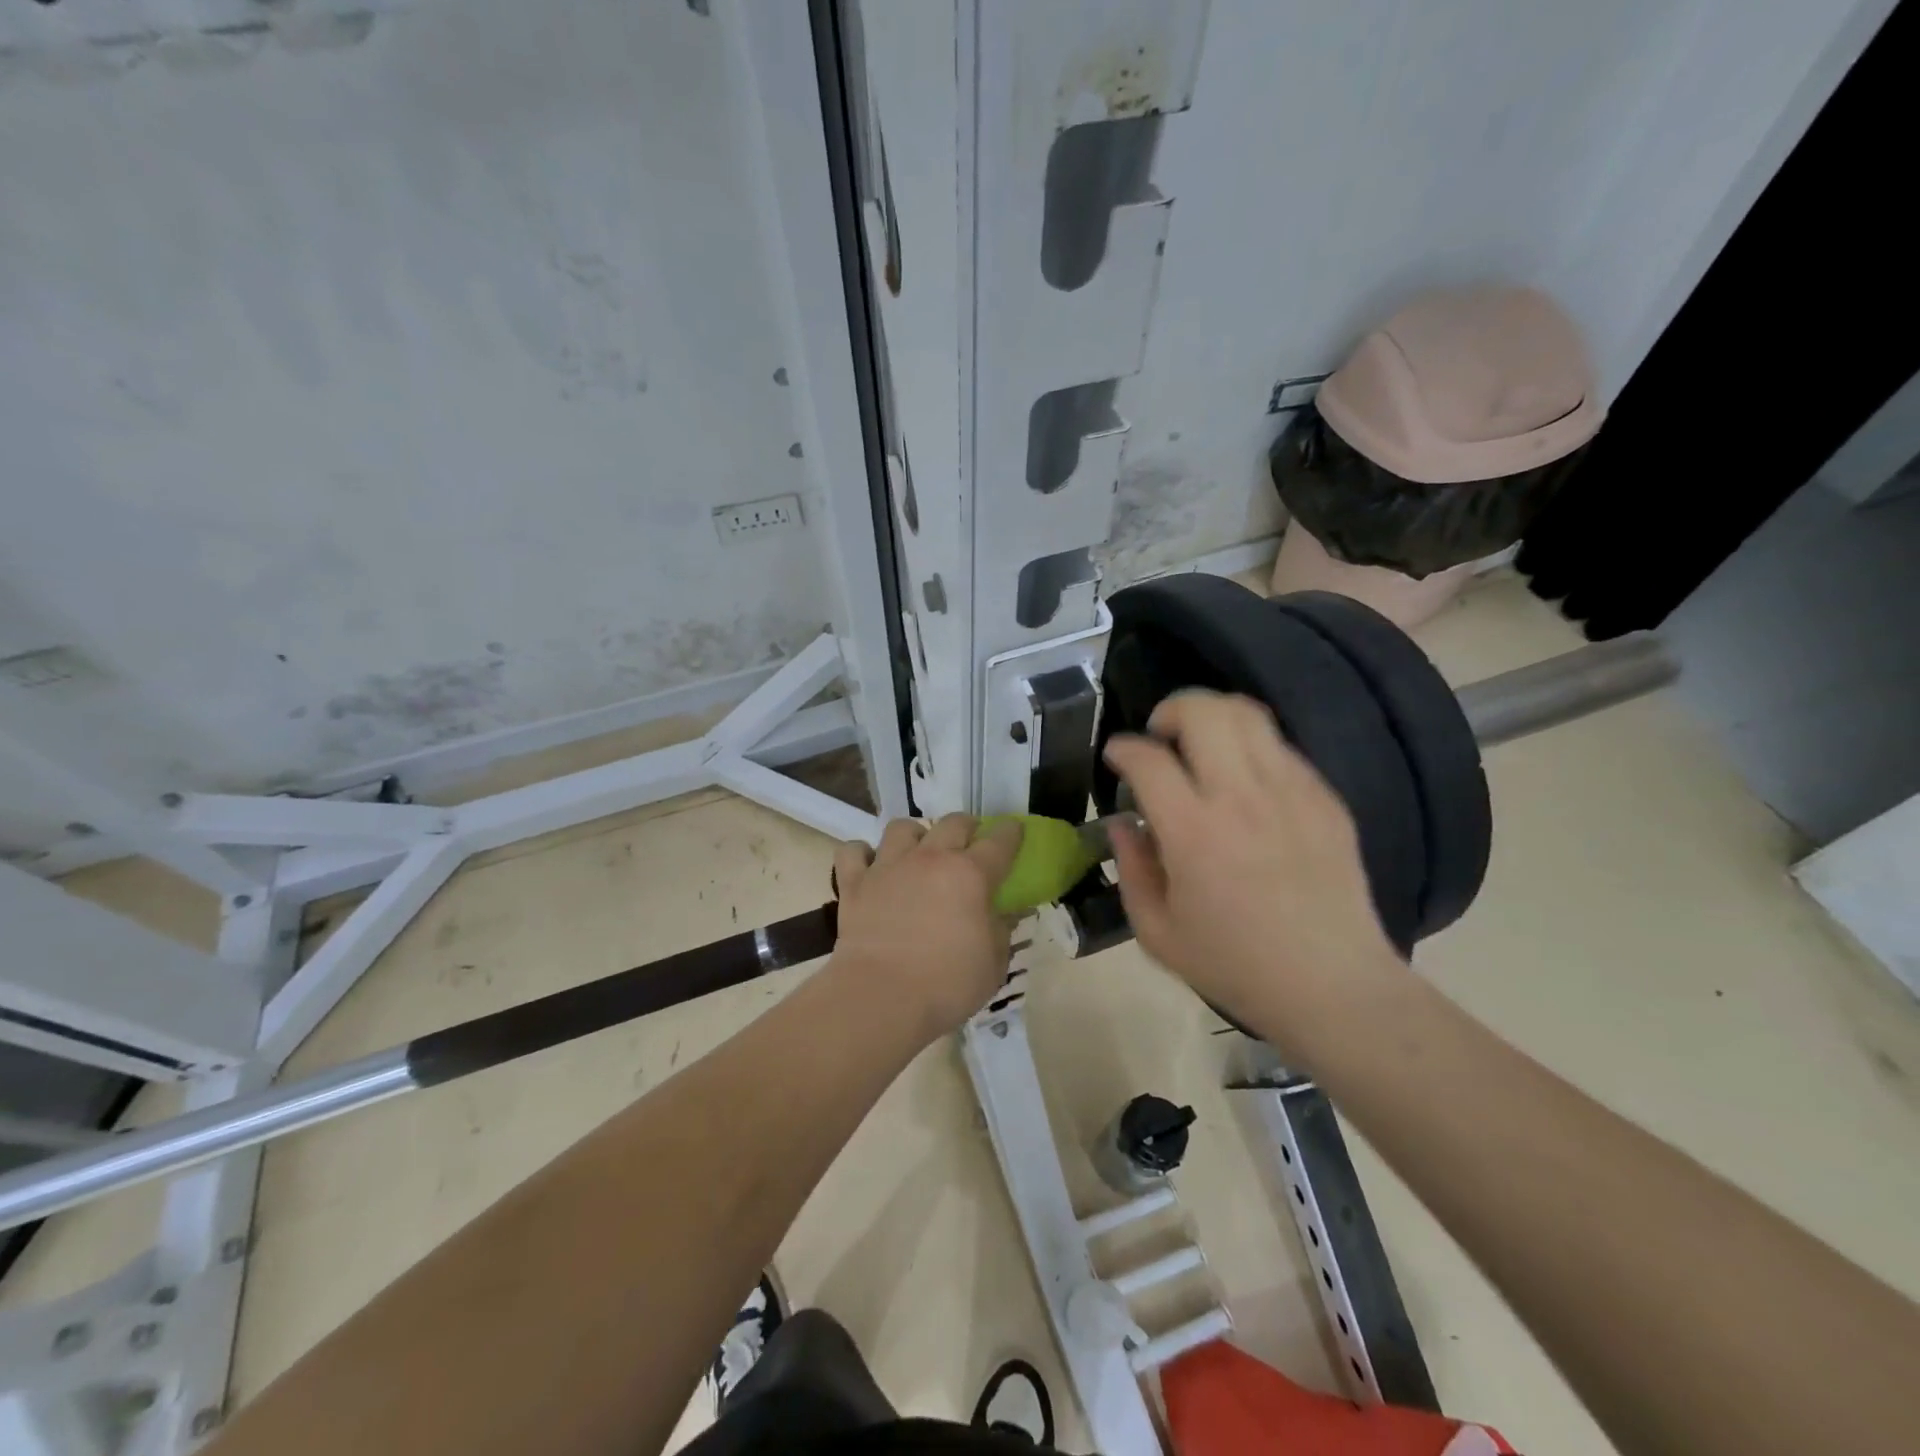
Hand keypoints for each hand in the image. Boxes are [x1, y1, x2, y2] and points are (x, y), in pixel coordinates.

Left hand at [830, 814, 1024, 1043]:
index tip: (1015, 831)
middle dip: (966, 827)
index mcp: (970, 874)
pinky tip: (870, 866)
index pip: (999, 842)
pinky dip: (861, 854)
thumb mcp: (993, 963)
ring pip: (902, 827)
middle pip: (953, 823)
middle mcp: (930, 858)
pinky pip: (853, 851)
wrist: (881, 997)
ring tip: (918, 851)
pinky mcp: (854, 883)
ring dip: (915, 834)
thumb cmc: (947, 984)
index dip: (1010, 833)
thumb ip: (1001, 930)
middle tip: (969, 843)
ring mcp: (888, 866)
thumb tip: (1003, 913)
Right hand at [1103, 690, 1406, 1057]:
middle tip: (1161, 736)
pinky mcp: (1326, 799)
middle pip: (1203, 712)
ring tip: (1201, 744)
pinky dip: (1251, 748)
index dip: (1123, 748)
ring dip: (1213, 716)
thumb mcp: (1157, 933)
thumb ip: (1130, 868)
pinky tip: (1245, 783)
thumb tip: (1121, 823)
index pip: (1148, 759)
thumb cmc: (1235, 966)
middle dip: (1170, 710)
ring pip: (1248, 715)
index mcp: (1193, 833)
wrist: (1334, 987)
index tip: (1116, 756)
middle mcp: (1242, 797)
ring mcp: (1292, 792)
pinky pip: (1281, 747)